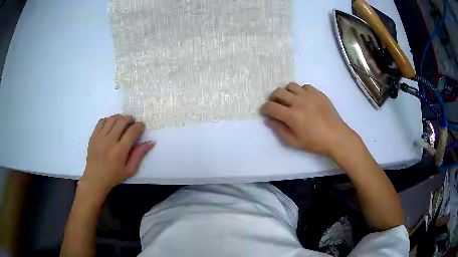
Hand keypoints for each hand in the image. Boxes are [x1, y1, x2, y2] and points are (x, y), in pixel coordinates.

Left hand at [79, 114, 154, 195]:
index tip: (141, 126)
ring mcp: (100, 137)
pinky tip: (112, 124)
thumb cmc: (114, 176)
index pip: (132, 131)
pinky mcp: (93, 136)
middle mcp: (109, 141)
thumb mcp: (130, 169)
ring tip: (123, 122)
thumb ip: (139, 154)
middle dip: (130, 119)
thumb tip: (151, 142)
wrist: (95, 179)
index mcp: (120, 151)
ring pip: (112, 119)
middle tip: (133, 123)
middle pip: (122, 121)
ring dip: (120, 118)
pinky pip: (102, 121)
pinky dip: (109, 120)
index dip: (139, 126)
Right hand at [261, 82, 360, 157]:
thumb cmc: (315, 143)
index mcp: (292, 116)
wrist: (336, 137)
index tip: (265, 112)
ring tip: (290, 100)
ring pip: (291, 85)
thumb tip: (268, 120)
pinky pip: (305, 86)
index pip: (271, 107)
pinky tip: (304, 99)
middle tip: (276, 105)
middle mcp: (299, 102)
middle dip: (272, 98)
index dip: (264, 109)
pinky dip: (300, 91)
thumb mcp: (294, 142)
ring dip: (286, 92)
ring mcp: (310, 95)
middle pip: (278, 92)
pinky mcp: (318, 93)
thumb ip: (279, 130)